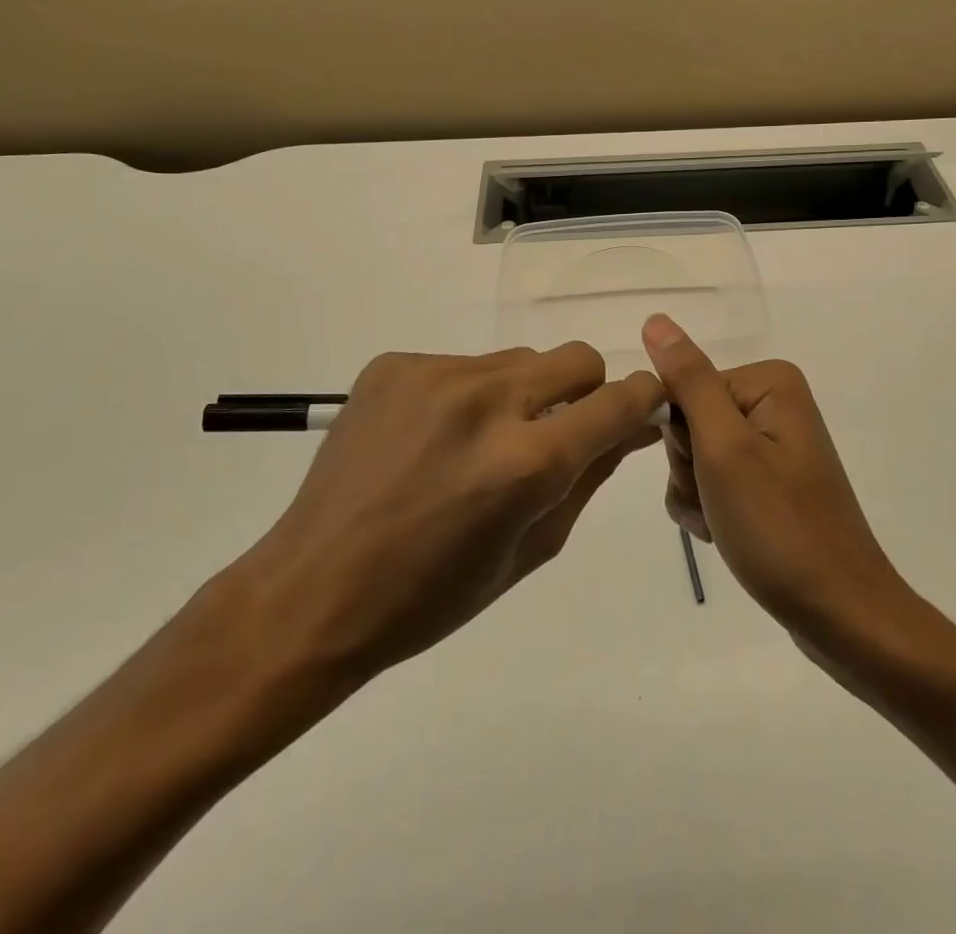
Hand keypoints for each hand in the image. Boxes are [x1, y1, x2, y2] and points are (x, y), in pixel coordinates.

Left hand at [232, 346, 663, 712]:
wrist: (314, 590)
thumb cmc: (431, 597)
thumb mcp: (531, 550)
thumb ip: (590, 477)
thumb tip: (634, 427)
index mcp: (525, 463)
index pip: (616, 401)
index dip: (642, 398)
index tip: (641, 406)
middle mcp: (485, 402)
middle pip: (575, 358)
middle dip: (585, 391)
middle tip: (556, 433)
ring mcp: (435, 376)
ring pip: (518, 361)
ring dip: (522, 395)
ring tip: (481, 443)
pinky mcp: (395, 365)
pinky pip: (462, 366)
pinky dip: (467, 396)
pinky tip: (434, 439)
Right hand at [641, 315, 904, 645]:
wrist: (840, 614)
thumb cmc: (779, 528)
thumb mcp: (725, 449)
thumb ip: (689, 381)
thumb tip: (656, 320)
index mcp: (769, 382)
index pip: (685, 388)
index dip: (682, 436)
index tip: (706, 472)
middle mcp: (773, 403)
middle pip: (690, 421)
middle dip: (690, 468)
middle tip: (720, 502)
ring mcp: (773, 444)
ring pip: (695, 455)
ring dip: (696, 494)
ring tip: (726, 525)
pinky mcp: (769, 480)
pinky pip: (714, 480)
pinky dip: (709, 508)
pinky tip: (727, 535)